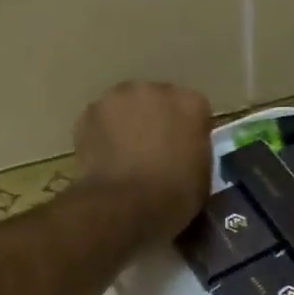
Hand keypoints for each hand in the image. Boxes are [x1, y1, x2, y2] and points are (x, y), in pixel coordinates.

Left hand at [73, 81, 213, 243]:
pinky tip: (104, 158)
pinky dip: (102, 134)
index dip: (188, 130)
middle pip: (157, 100)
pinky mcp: (90, 111)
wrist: (124, 205)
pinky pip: (101, 119)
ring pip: (126, 106)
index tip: (183, 150)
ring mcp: (119, 97)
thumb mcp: (202, 175)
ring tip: (124, 155)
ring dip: (127, 122)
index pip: (194, 109)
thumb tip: (184, 152)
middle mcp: (156, 90)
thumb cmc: (173, 195)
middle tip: (152, 151)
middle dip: (155, 119)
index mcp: (191, 103)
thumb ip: (195, 151)